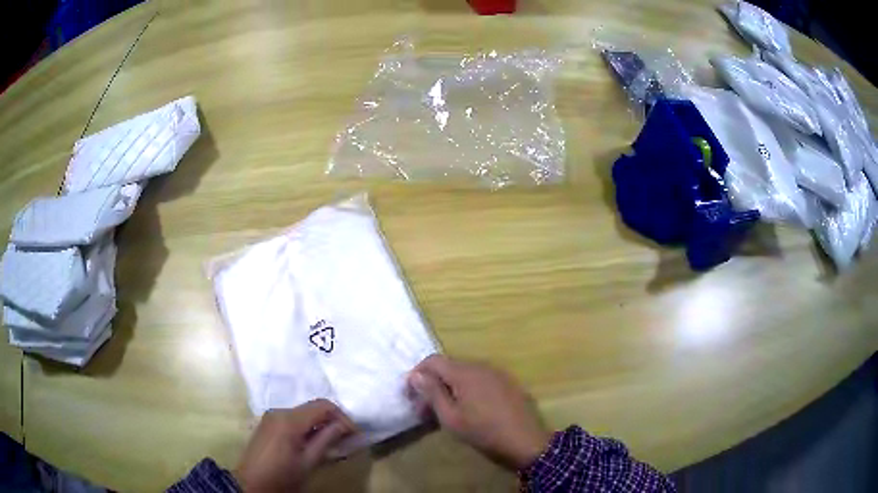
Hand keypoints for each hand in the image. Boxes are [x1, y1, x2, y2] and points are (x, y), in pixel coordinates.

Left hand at [234, 399, 355, 491]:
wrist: (251, 484)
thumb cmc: (282, 476)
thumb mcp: (309, 461)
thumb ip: (326, 440)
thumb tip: (344, 426)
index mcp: (289, 420)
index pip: (323, 405)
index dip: (343, 417)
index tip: (354, 434)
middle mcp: (279, 411)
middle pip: (313, 407)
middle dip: (332, 420)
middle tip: (347, 438)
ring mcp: (271, 416)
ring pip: (303, 413)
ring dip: (320, 424)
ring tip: (333, 442)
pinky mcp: (268, 423)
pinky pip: (293, 419)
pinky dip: (307, 427)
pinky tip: (313, 442)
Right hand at [408, 355, 551, 469]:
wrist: (525, 441)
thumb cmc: (483, 431)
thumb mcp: (451, 417)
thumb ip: (432, 393)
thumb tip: (415, 374)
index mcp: (464, 372)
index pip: (432, 361)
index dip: (417, 375)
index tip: (410, 396)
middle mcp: (480, 365)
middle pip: (448, 366)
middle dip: (432, 384)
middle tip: (424, 410)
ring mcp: (496, 373)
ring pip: (463, 373)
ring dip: (449, 387)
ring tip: (444, 412)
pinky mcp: (506, 382)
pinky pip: (479, 379)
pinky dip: (466, 389)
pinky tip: (467, 409)